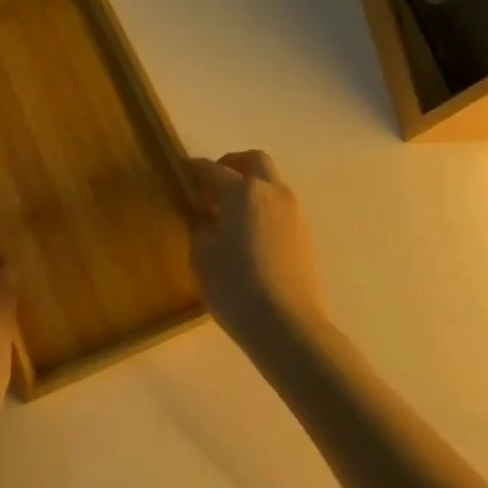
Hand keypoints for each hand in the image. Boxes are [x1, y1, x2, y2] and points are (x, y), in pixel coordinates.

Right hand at [186, 151, 328, 351]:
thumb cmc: (234, 285)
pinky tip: (248, 232)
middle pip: (254, 161)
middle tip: (213, 181)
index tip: (183, 169)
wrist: (287, 326)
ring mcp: (293, 213)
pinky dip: (263, 207)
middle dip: (233, 163)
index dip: (196, 168)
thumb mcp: (202, 254)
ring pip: (271, 183)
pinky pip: (280, 207)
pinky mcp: (304, 236)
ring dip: (251, 186)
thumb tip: (207, 218)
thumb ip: (202, 227)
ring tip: (230, 210)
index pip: (213, 169)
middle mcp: (272, 192)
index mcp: (243, 191)